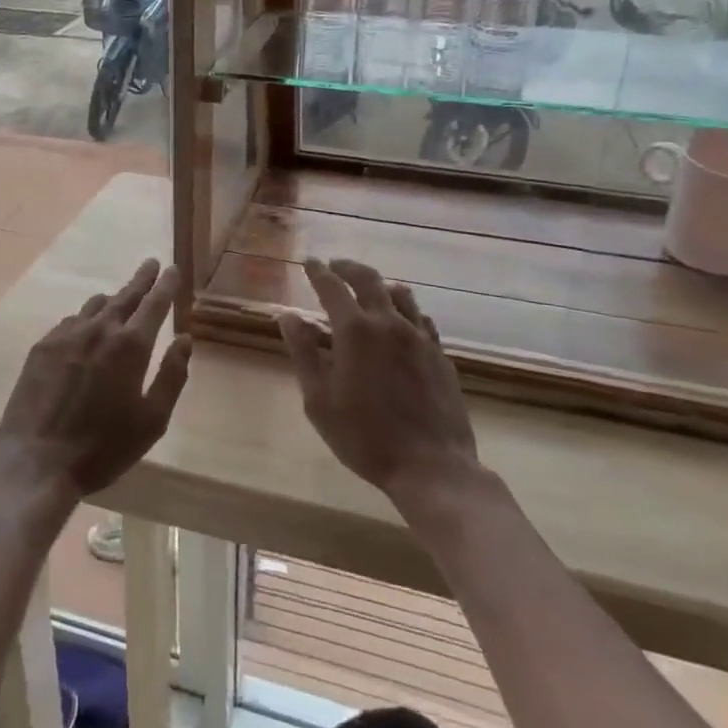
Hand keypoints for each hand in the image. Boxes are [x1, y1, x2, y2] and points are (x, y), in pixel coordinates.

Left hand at [0, 259, 190, 502]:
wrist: (36, 461)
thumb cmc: (103, 447)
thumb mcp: (152, 420)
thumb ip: (172, 376)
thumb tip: (185, 340)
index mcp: (131, 345)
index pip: (154, 303)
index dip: (166, 284)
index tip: (171, 268)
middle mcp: (100, 330)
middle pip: (125, 295)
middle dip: (142, 279)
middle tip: (151, 264)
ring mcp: (67, 335)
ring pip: (95, 305)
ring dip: (113, 299)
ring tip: (121, 298)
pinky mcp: (42, 347)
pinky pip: (70, 322)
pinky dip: (85, 319)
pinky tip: (85, 330)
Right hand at [277, 258, 477, 503]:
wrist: (431, 465)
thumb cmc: (364, 437)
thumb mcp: (319, 400)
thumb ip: (303, 353)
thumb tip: (288, 316)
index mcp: (355, 331)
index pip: (332, 287)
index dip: (318, 272)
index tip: (309, 262)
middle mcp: (389, 323)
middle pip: (369, 280)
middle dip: (348, 268)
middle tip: (335, 265)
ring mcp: (420, 337)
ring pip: (401, 294)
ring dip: (380, 284)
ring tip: (369, 288)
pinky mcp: (440, 354)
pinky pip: (421, 318)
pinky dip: (405, 309)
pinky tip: (402, 321)